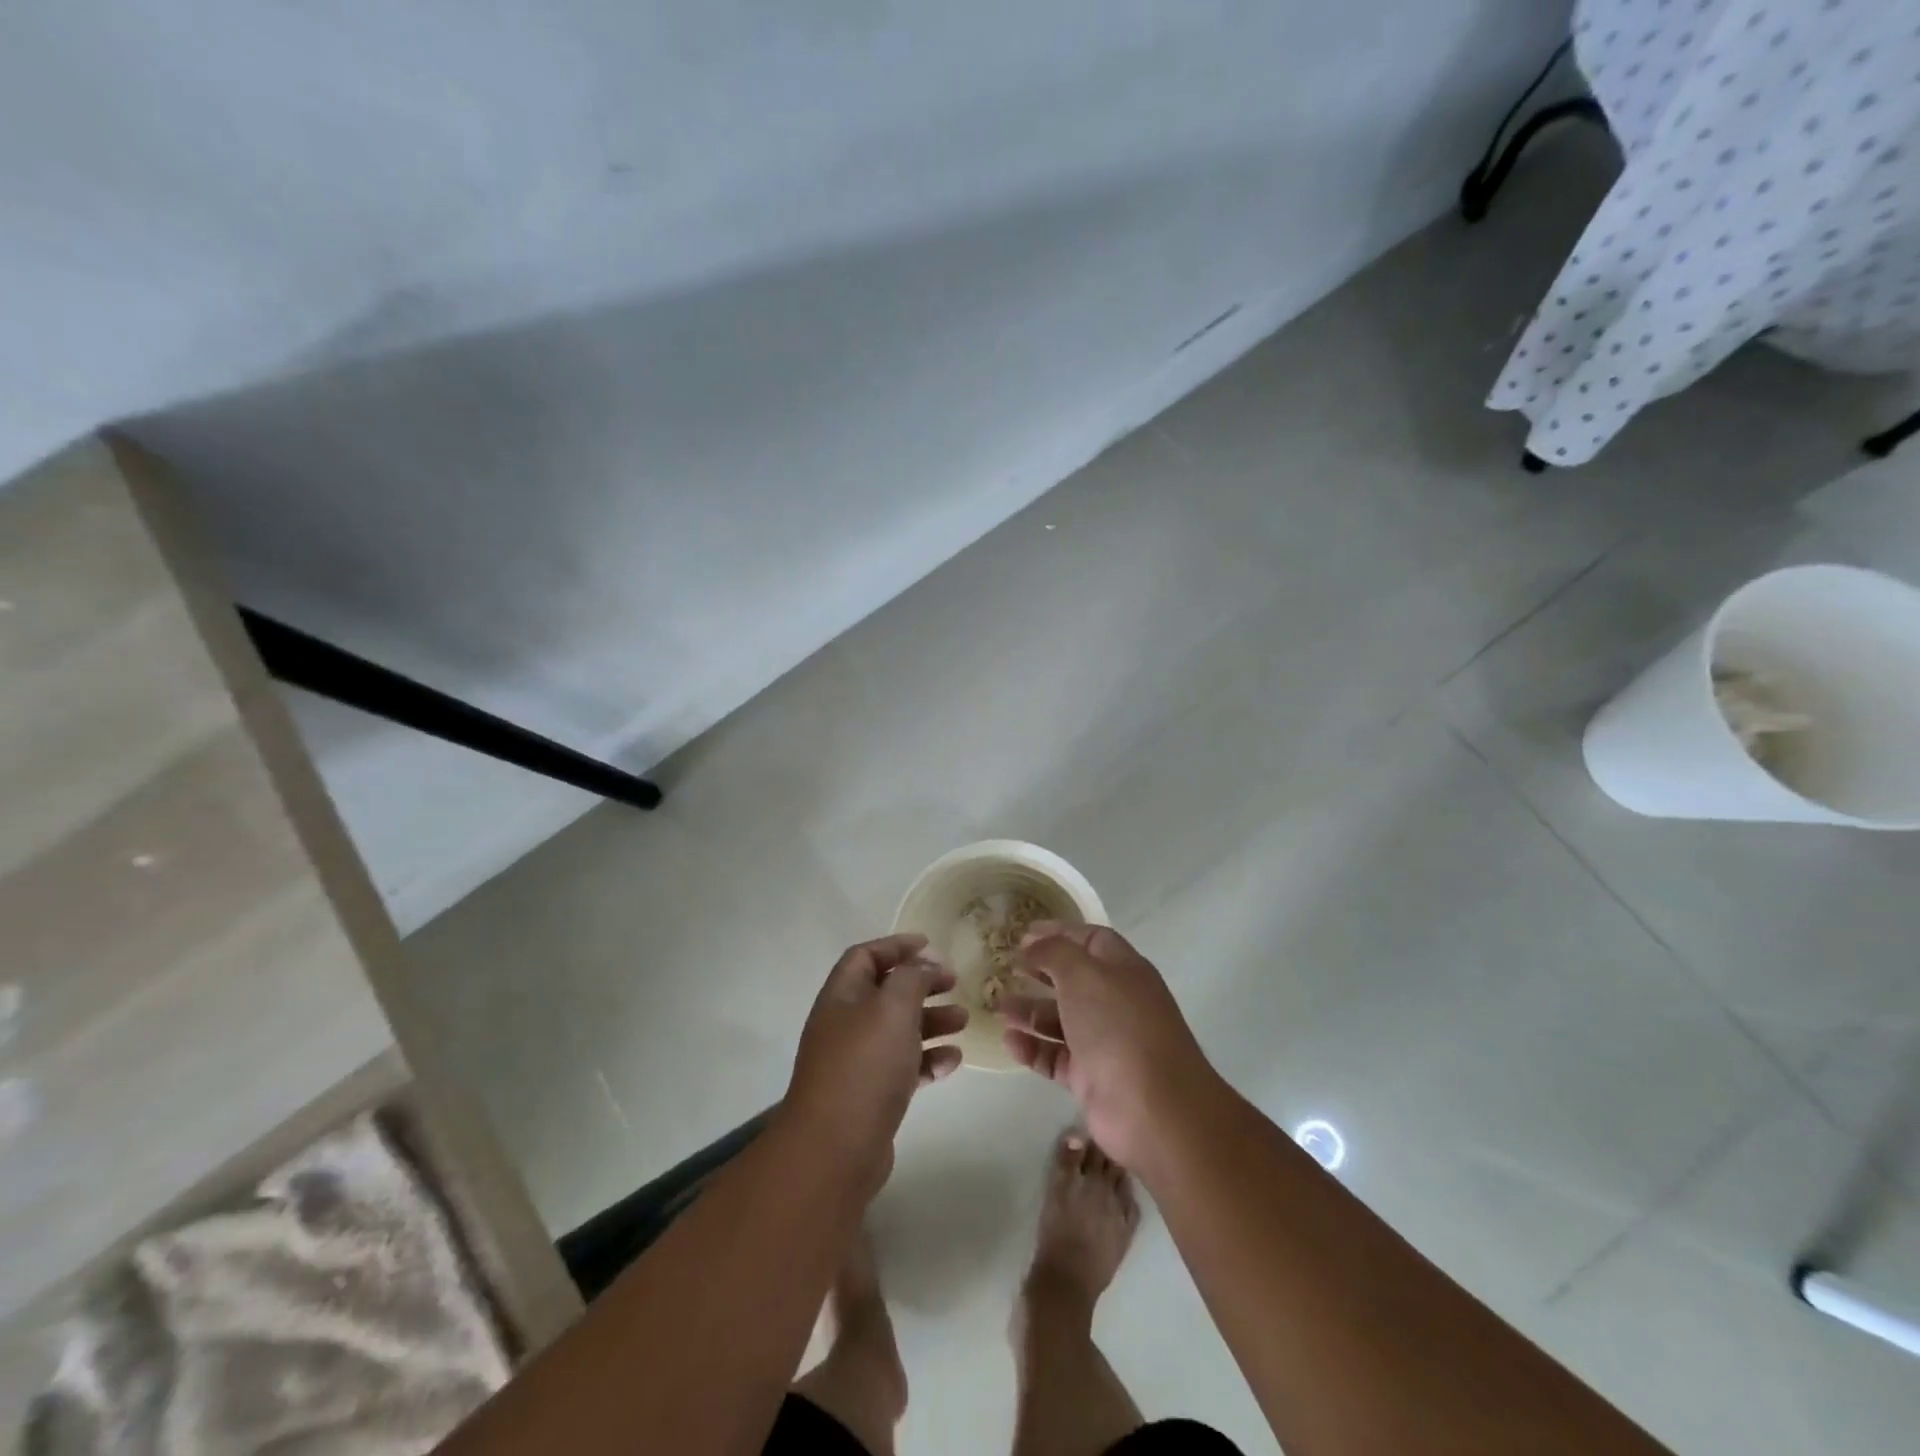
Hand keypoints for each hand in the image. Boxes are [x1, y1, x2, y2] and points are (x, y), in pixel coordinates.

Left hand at [783, 933, 967, 1194]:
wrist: (835, 1149)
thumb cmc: (865, 1065)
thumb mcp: (893, 1008)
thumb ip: (912, 978)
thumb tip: (925, 963)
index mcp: (841, 996)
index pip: (866, 956)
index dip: (896, 946)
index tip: (931, 945)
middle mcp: (845, 1024)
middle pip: (885, 992)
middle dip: (921, 984)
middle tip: (954, 982)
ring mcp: (857, 1063)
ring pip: (898, 1030)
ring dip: (931, 1021)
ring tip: (964, 1021)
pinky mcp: (871, 1097)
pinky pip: (903, 1068)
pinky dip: (928, 1060)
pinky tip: (953, 1062)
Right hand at [1001, 923, 1220, 1170]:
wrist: (1152, 1108)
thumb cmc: (1117, 1026)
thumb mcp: (1082, 974)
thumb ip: (1053, 952)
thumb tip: (1032, 945)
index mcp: (1123, 969)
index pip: (1091, 939)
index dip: (1059, 932)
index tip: (1024, 933)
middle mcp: (1116, 1002)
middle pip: (1074, 979)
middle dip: (1041, 972)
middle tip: (1007, 968)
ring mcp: (1104, 1041)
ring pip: (1061, 1019)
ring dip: (1029, 1011)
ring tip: (999, 1008)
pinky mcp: (1091, 1077)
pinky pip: (1055, 1056)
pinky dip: (1032, 1047)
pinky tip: (1009, 1041)